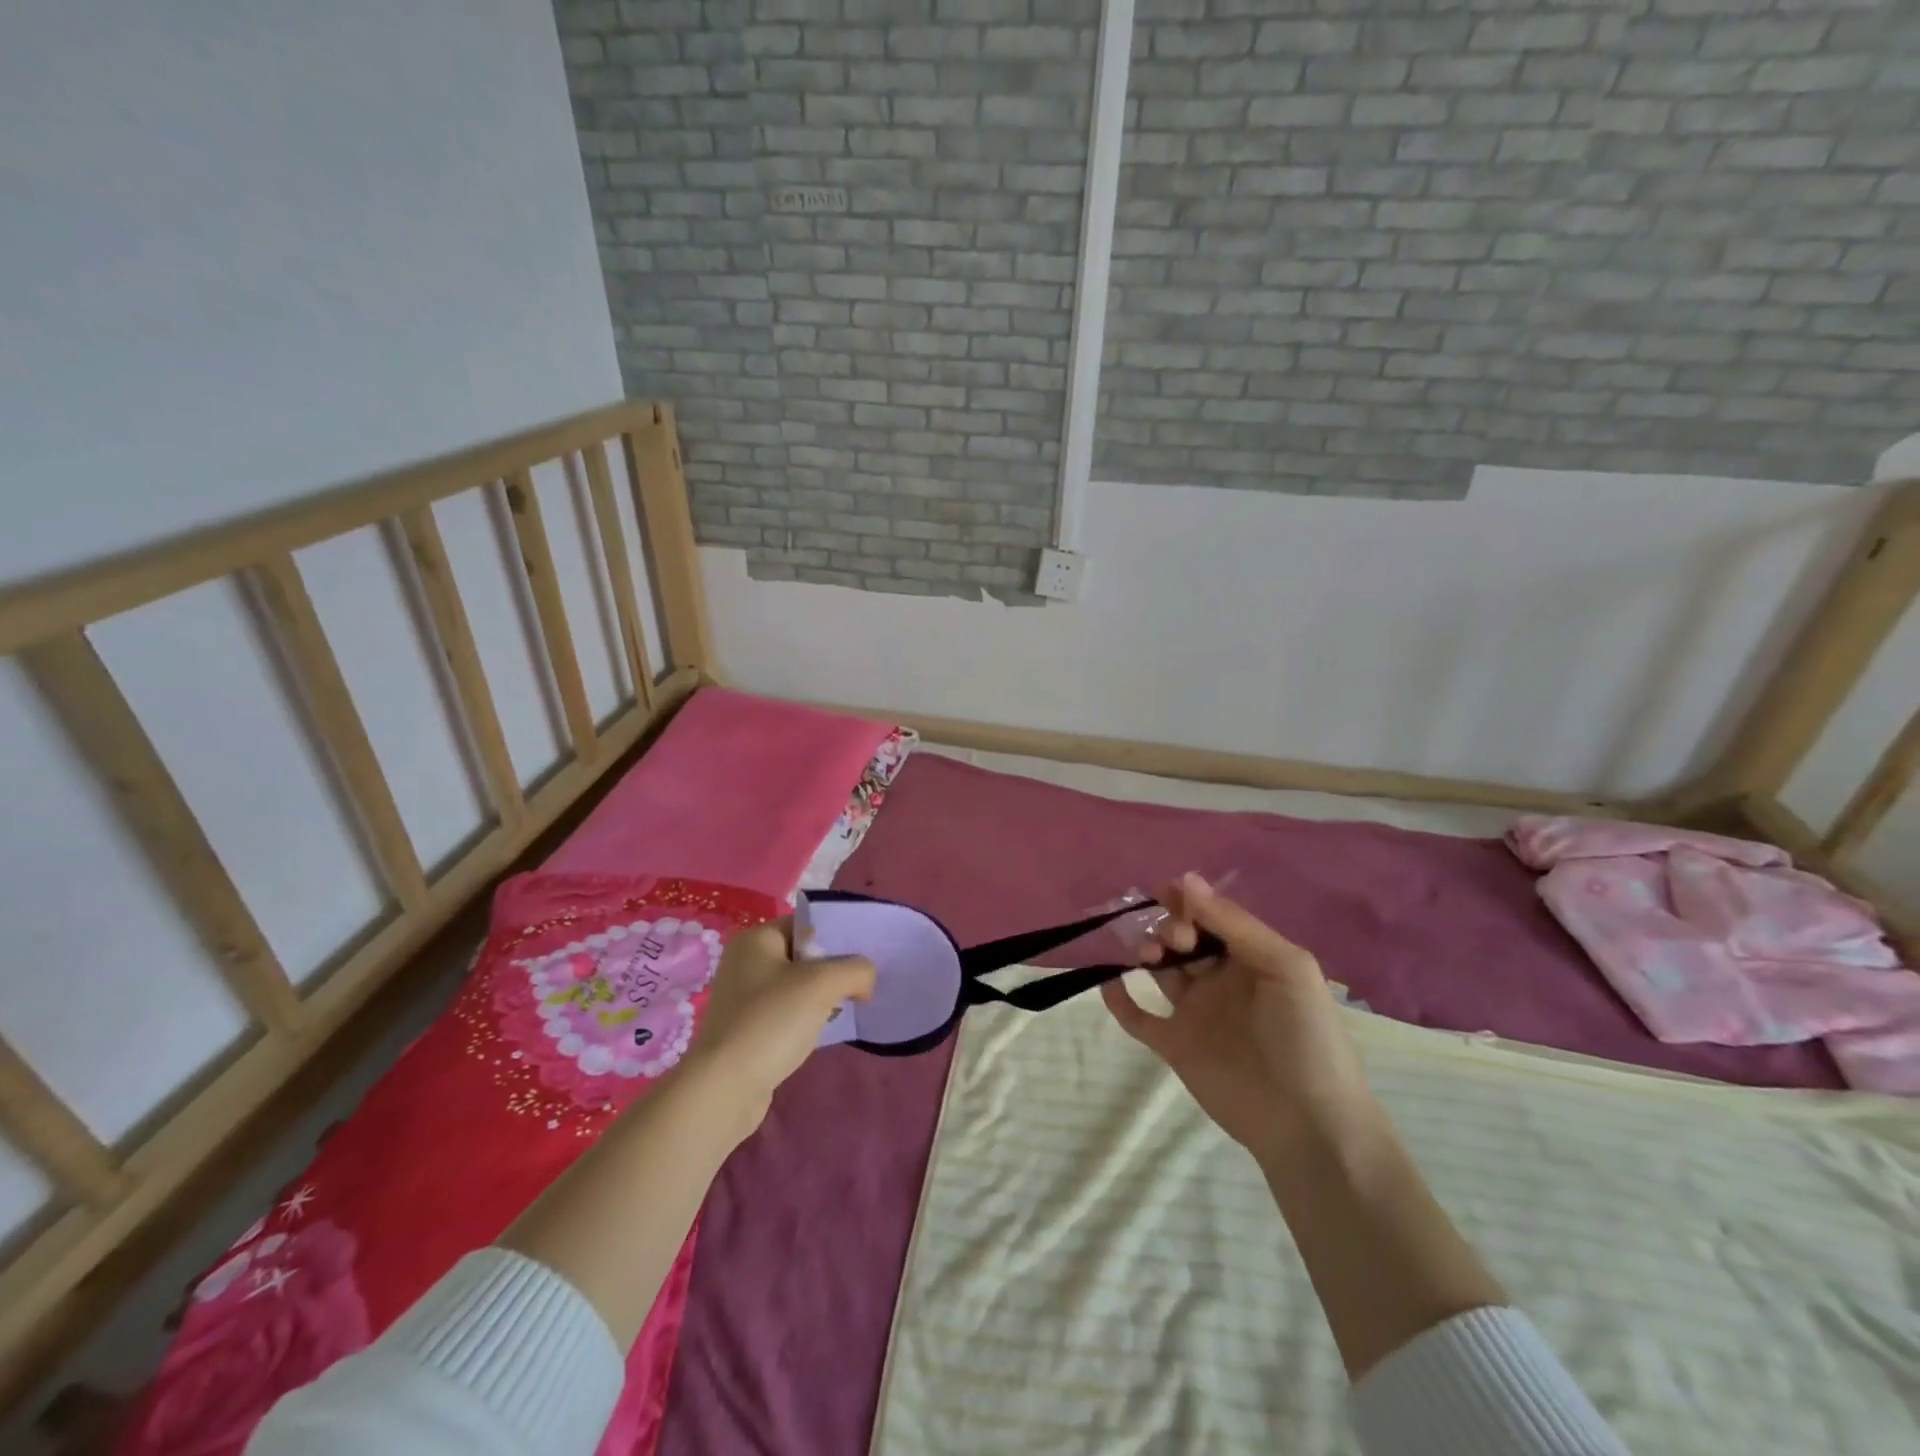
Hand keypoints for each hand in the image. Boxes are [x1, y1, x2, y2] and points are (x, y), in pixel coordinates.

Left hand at [684, 917, 874, 1130]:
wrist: (725, 1089)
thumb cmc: (772, 1021)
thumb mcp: (823, 984)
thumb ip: (856, 970)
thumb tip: (866, 979)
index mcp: (756, 939)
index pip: (806, 924)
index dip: (837, 936)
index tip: (865, 954)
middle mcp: (746, 963)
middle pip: (803, 955)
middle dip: (834, 968)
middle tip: (863, 982)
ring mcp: (744, 999)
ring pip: (797, 986)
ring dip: (824, 995)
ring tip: (852, 1005)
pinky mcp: (748, 1030)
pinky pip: (787, 1013)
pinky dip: (808, 1018)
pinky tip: (826, 1031)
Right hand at [1100, 873, 1378, 1162]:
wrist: (1307, 1124)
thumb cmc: (1305, 1037)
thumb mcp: (1284, 967)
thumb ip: (1234, 923)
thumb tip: (1185, 879)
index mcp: (1251, 958)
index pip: (1212, 917)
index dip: (1190, 902)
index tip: (1168, 893)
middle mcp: (1221, 980)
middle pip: (1183, 939)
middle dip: (1171, 927)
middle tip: (1174, 940)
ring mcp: (1196, 1013)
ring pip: (1161, 970)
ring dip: (1147, 952)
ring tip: (1148, 956)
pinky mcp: (1175, 1046)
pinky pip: (1140, 1018)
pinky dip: (1120, 1000)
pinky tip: (1110, 983)